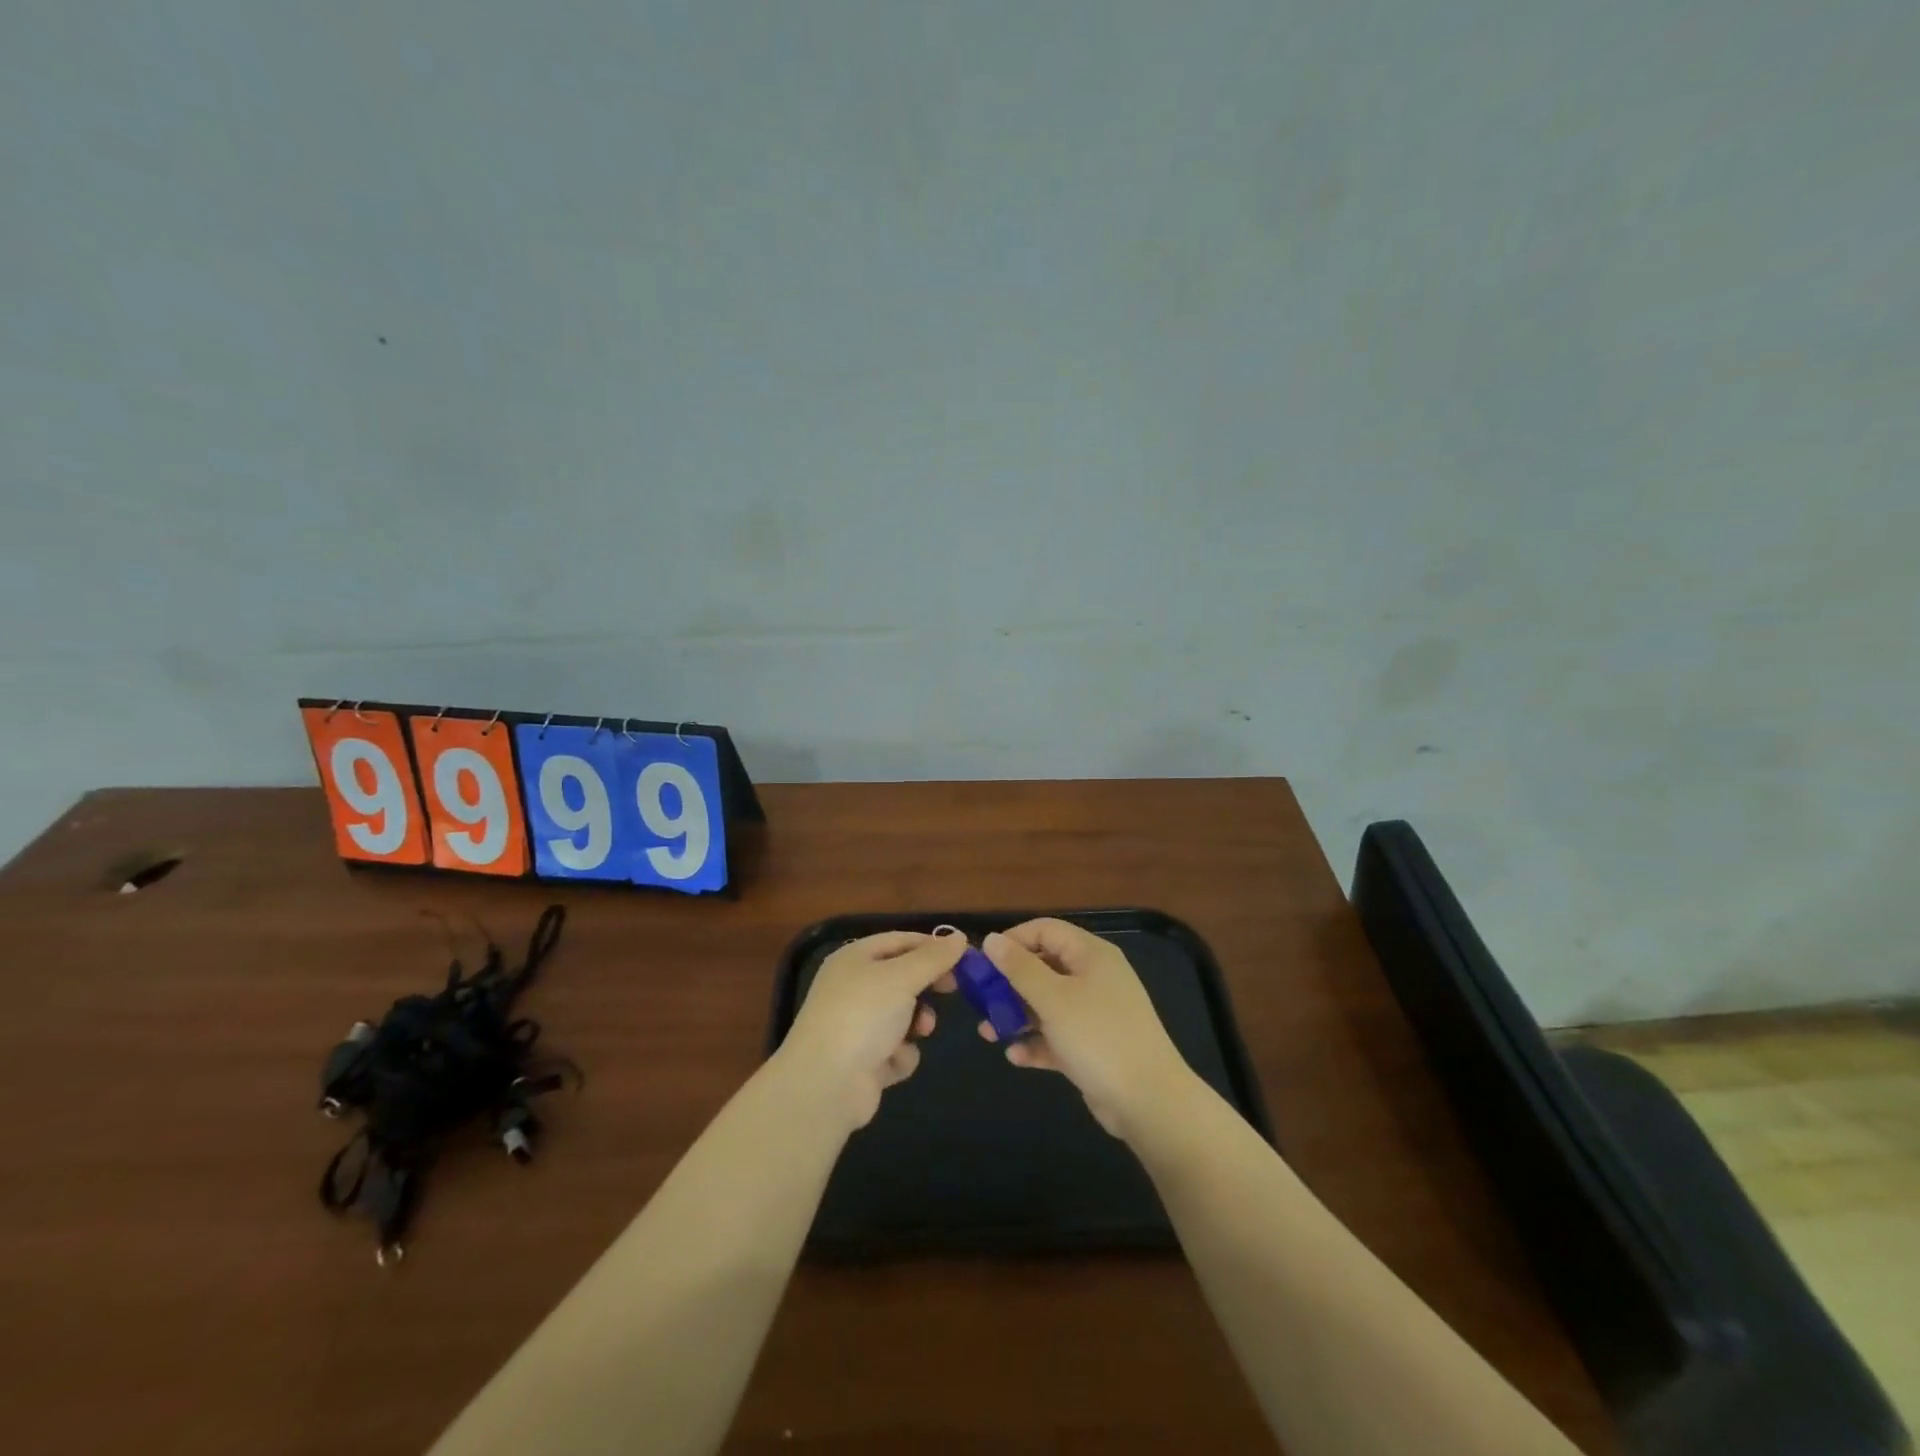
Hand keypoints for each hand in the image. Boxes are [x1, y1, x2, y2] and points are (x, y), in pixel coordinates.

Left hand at [776, 931, 965, 1131]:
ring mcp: (857, 1025)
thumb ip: (933, 957)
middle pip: (902, 978)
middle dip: (926, 987)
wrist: (826, 1084)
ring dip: (917, 1023)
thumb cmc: (863, 1015)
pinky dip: (900, 1054)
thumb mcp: (902, 977)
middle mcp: (853, 987)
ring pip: (903, 1015)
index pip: (900, 941)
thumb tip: (959, 937)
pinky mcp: (864, 1060)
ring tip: (920, 1031)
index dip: (931, 946)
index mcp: (854, 959)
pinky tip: (891, 1061)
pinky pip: (896, 1048)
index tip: (963, 957)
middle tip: (952, 990)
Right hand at [980, 919, 1196, 1139]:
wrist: (1149, 1101)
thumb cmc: (1098, 1037)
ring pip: (1047, 1004)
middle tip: (980, 1000)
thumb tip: (992, 939)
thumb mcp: (1053, 999)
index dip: (1013, 940)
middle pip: (1044, 967)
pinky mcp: (1093, 1046)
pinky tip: (1016, 1057)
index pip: (1046, 930)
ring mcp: (1095, 1013)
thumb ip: (1019, 968)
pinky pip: (1057, 1036)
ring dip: (1018, 1015)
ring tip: (989, 1033)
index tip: (983, 961)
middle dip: (1010, 983)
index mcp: (1091, 955)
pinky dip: (1037, 1043)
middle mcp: (1094, 977)